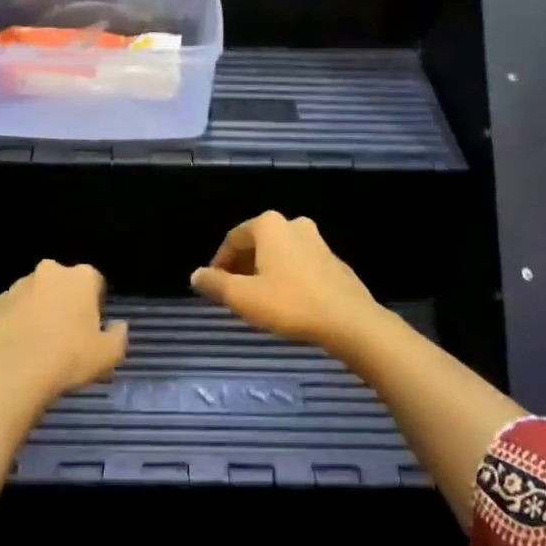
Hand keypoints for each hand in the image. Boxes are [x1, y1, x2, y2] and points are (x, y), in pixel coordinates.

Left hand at [0, 260, 129, 416]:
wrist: (11, 377)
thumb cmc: (68, 360)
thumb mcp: (109, 355)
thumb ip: (119, 335)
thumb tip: (118, 326)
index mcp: (80, 277)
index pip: (95, 282)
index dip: (95, 304)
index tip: (91, 327)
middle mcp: (49, 272)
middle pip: (63, 283)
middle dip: (66, 301)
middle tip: (67, 334)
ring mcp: (17, 286)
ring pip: (35, 294)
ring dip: (40, 309)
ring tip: (40, 343)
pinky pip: (12, 309)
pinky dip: (16, 322)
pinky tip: (18, 347)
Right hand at [190, 212, 384, 352]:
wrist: (350, 321)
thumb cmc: (290, 304)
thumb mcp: (243, 297)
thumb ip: (216, 284)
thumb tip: (196, 275)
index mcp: (269, 225)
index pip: (233, 239)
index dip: (219, 263)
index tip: (213, 287)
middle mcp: (293, 224)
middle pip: (257, 244)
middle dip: (241, 267)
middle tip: (233, 294)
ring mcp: (317, 241)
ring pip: (279, 254)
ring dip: (264, 272)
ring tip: (257, 300)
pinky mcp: (333, 261)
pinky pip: (299, 264)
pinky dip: (286, 277)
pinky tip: (286, 302)